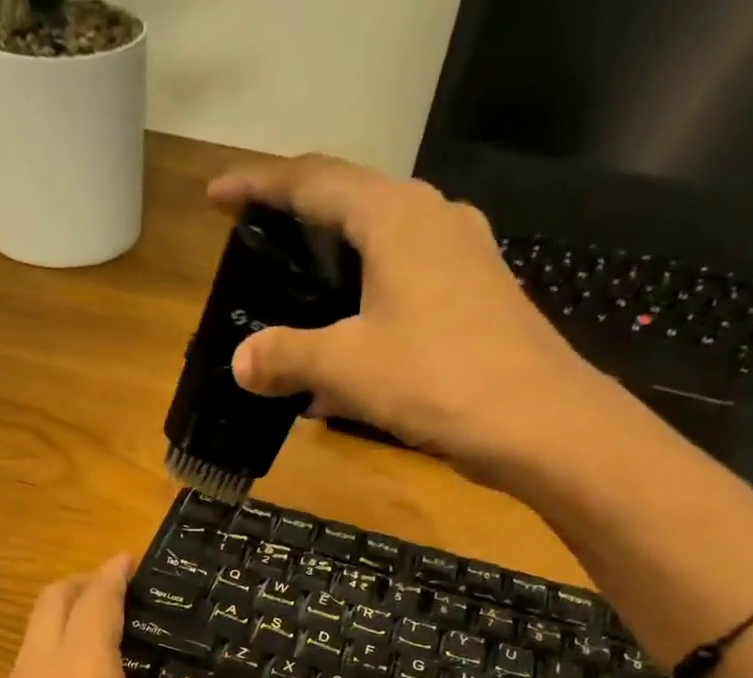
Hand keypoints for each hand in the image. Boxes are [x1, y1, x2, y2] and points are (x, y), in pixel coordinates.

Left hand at [0, 555, 276, 677]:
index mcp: (82, 668)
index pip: (95, 598)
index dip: (113, 573)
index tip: (133, 558)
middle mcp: (40, 670)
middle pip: (53, 601)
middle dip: (84, 584)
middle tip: (123, 589)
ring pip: (33, 632)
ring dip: (63, 614)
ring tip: (102, 630)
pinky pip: (27, 663)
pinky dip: (51, 648)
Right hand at [208, 154, 630, 494]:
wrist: (536, 421)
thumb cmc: (436, 377)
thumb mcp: (347, 367)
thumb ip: (287, 356)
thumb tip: (241, 361)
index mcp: (397, 216)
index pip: (314, 182)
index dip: (259, 187)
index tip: (216, 198)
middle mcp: (433, 220)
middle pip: (351, 206)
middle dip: (298, 227)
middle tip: (255, 250)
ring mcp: (461, 258)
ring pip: (380, 251)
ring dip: (333, 274)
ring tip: (294, 303)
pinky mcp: (474, 299)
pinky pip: (404, 288)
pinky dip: (365, 309)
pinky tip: (344, 351)